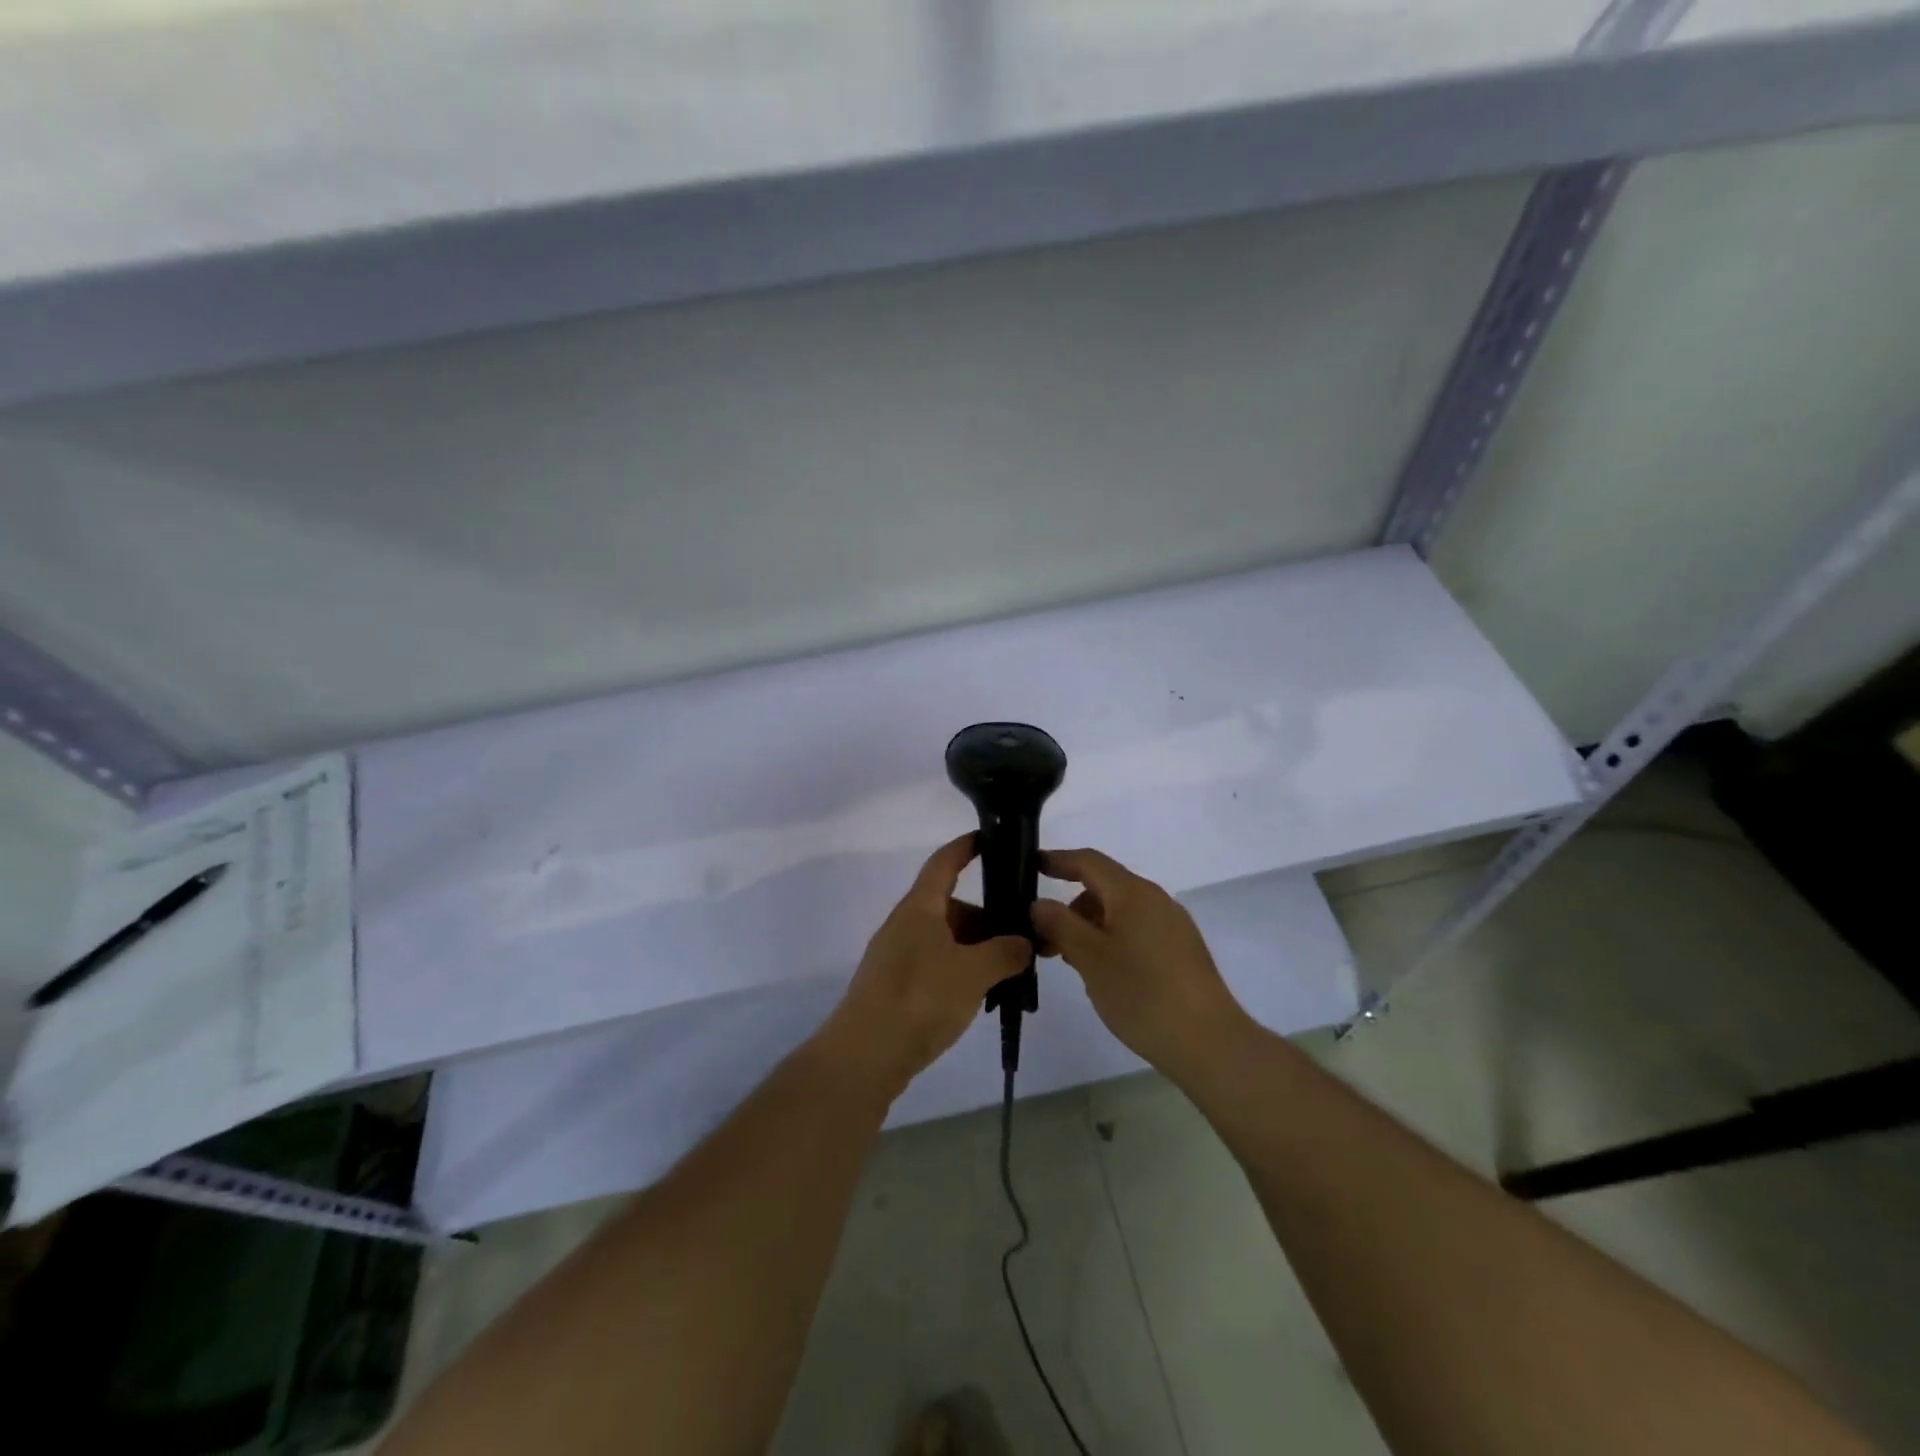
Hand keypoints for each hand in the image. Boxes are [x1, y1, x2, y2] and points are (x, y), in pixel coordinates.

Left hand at [813, 834, 1031, 1101]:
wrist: (865, 1056)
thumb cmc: (920, 998)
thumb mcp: (973, 973)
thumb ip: (1005, 952)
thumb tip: (1023, 943)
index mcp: (920, 908)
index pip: (944, 863)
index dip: (966, 847)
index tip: (990, 838)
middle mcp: (906, 925)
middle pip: (951, 906)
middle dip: (987, 917)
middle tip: (1023, 935)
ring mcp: (898, 956)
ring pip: (946, 939)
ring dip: (977, 949)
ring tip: (1010, 972)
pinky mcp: (897, 987)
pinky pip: (937, 965)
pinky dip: (962, 971)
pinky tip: (982, 994)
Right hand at [1032, 847, 1254, 1082]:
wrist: (1209, 1042)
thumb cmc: (1142, 993)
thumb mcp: (1089, 957)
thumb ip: (1060, 924)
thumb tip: (1039, 903)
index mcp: (1133, 893)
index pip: (1089, 861)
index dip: (1058, 860)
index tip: (1030, 866)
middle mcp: (1155, 900)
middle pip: (1104, 888)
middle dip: (1070, 907)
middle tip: (1043, 938)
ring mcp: (1172, 926)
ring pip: (1120, 913)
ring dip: (1089, 928)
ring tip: (1070, 962)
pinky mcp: (1181, 952)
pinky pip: (1136, 932)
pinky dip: (1111, 941)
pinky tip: (1103, 974)